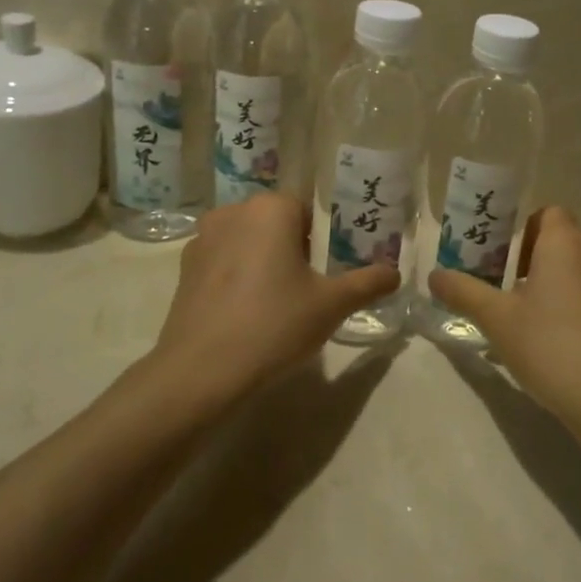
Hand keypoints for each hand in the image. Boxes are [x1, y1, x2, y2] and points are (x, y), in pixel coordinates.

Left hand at [148, 193, 399, 403]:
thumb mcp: (331, 305)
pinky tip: (247, 312)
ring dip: (264, 261)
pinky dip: (238, 277)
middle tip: (312, 287)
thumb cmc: (273, 325)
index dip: (324, 238)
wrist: (200, 372)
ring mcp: (203, 239)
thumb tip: (395, 273)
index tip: (331, 269)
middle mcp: (233, 212)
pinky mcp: (185, 268)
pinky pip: (224, 261)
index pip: (308, 210)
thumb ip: (367, 283)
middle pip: (276, 223)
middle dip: (295, 248)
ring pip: (248, 241)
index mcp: (271, 209)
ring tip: (279, 302)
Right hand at [429, 206, 580, 425]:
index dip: (522, 228)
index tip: (499, 256)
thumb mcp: (495, 318)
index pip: (549, 213)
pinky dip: (569, 309)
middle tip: (500, 287)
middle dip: (529, 260)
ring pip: (576, 273)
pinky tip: (548, 343)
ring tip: (521, 318)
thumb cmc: (548, 344)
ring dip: (550, 286)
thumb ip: (463, 291)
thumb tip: (435, 275)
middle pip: (560, 243)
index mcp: (566, 244)